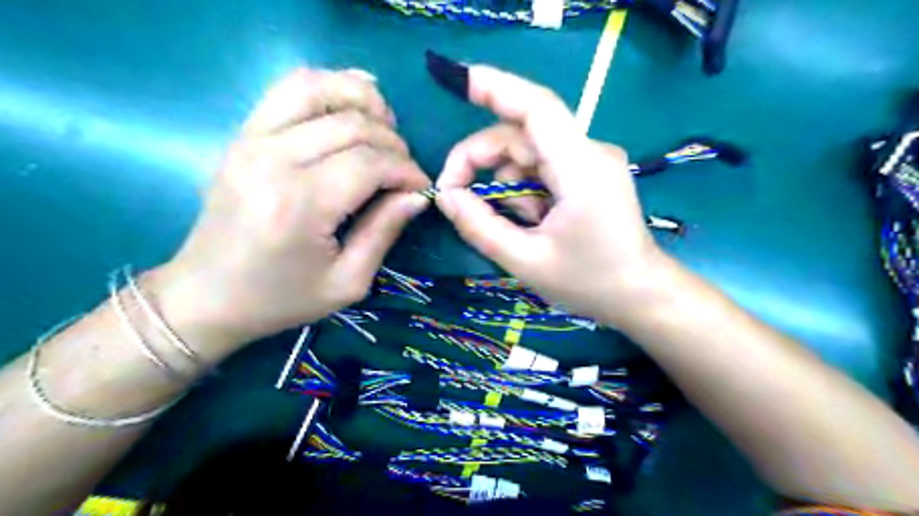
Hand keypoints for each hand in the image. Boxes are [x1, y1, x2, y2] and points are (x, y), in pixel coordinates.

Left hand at [153, 68, 431, 350]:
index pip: (370, 163)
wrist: (206, 296)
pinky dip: (328, 87)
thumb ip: (385, 231)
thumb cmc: (281, 299)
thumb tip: (418, 194)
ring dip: (363, 101)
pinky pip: (289, 89)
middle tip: (404, 171)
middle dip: (393, 143)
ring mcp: (251, 140)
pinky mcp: (243, 135)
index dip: (407, 171)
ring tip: (385, 128)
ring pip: (319, 89)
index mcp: (300, 204)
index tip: (421, 188)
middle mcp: (273, 160)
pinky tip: (353, 105)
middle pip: (352, 125)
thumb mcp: (348, 281)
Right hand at [436, 66, 672, 326]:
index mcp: (580, 169)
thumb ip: (480, 227)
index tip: (458, 83)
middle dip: (480, 161)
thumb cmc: (589, 283)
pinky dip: (524, 189)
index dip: (497, 88)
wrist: (640, 295)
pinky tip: (533, 220)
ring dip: (505, 184)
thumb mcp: (526, 261)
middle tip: (454, 197)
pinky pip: (543, 167)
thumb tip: (446, 198)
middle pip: (521, 135)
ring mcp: (591, 160)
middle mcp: (589, 152)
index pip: (537, 109)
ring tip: (517, 225)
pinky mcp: (589, 172)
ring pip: (528, 153)